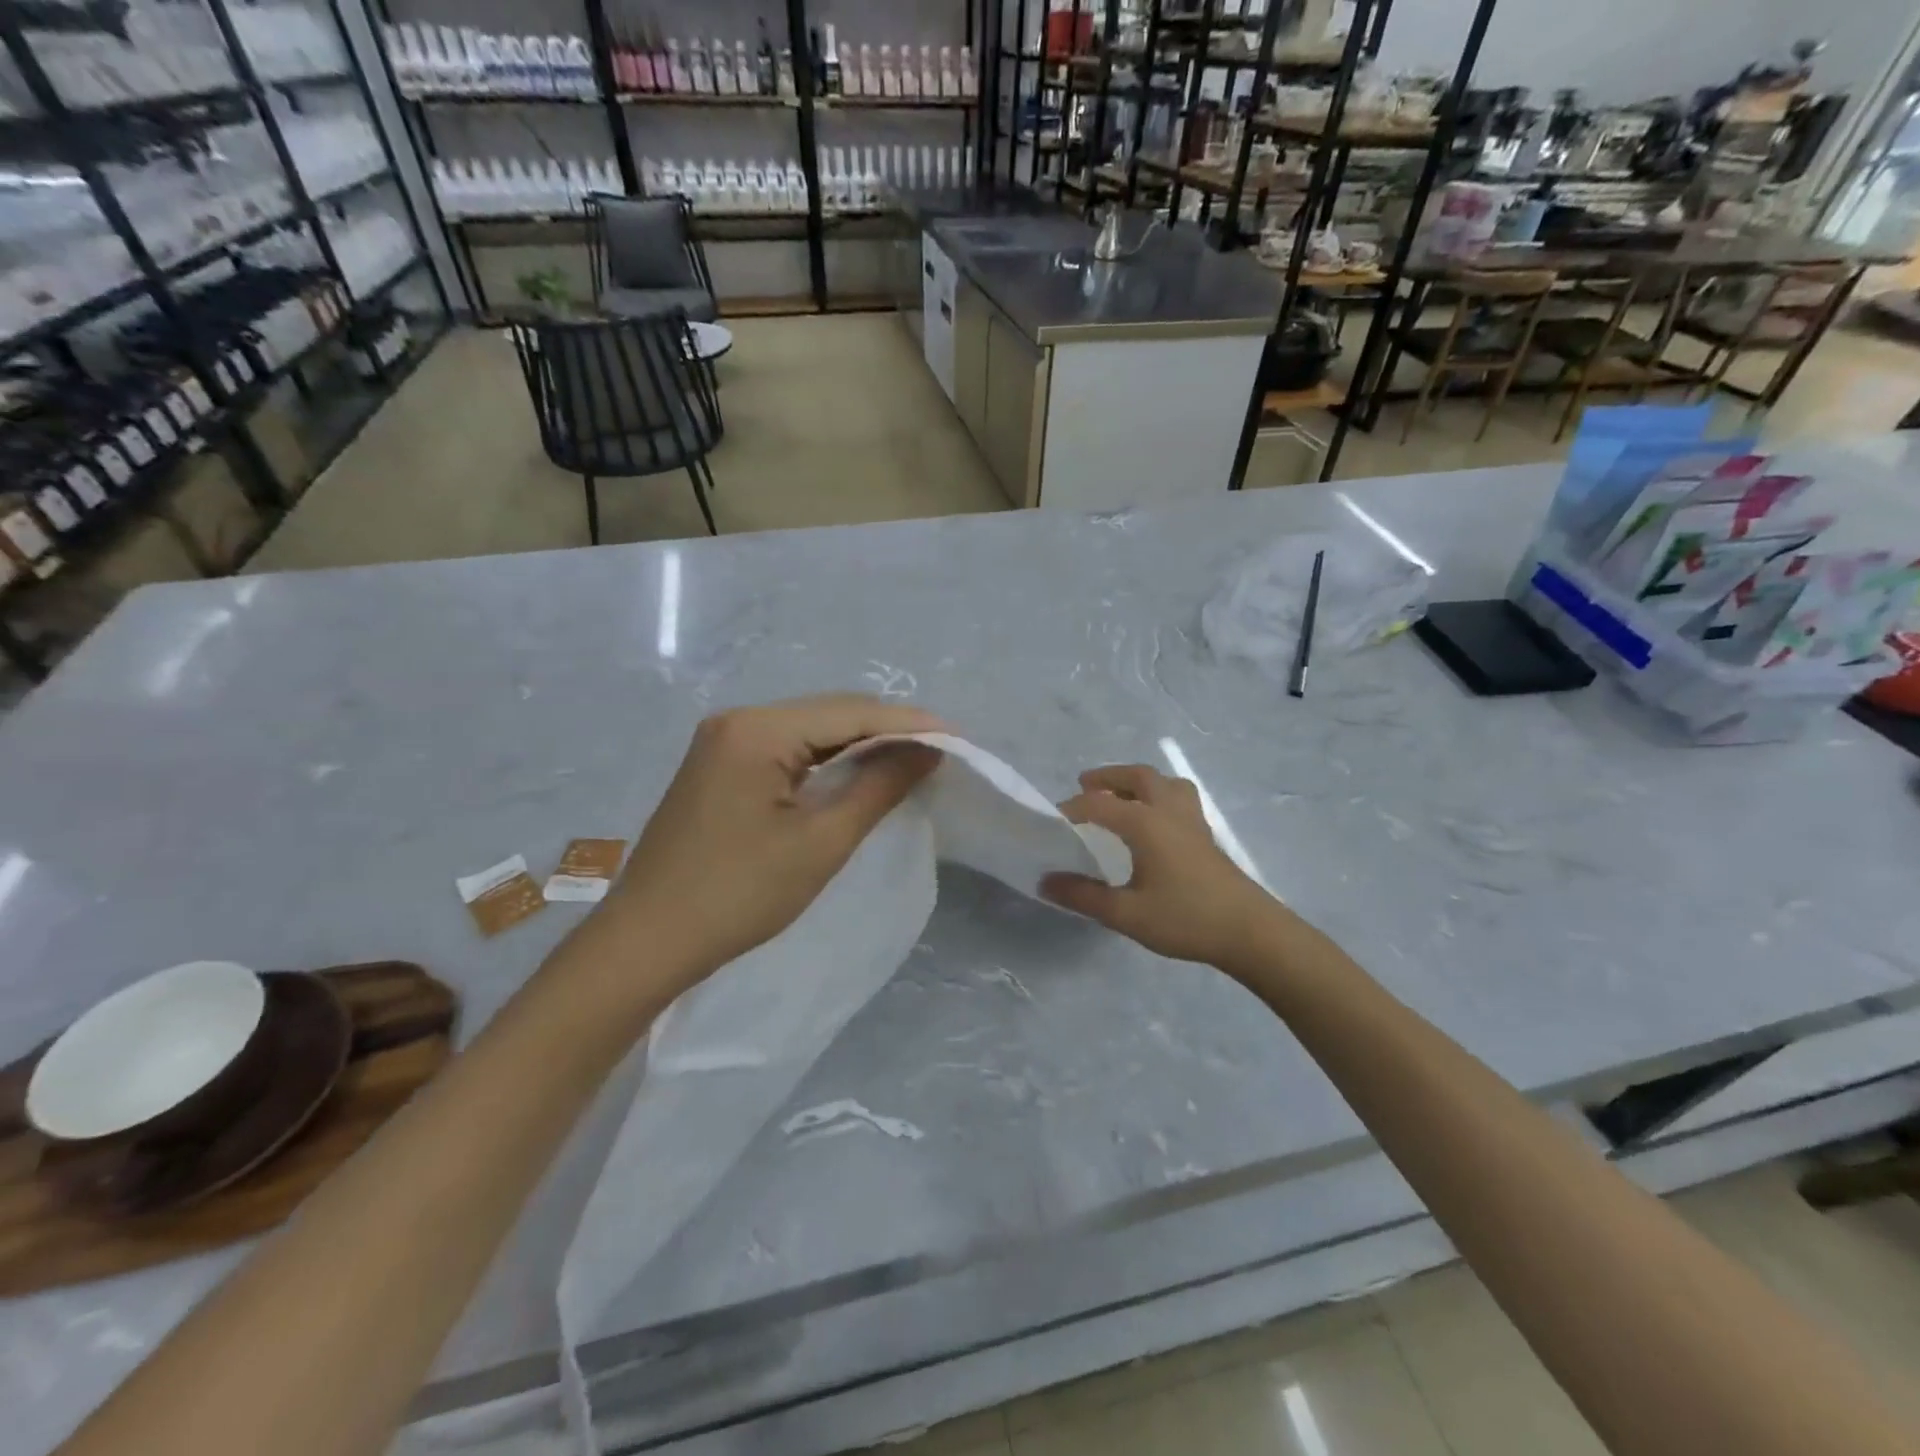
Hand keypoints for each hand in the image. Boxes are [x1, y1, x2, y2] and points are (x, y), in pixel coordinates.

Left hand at [603, 694, 943, 986]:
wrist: (648, 941)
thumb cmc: (738, 895)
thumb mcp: (820, 843)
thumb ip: (878, 788)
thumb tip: (928, 752)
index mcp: (758, 730)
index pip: (850, 713)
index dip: (909, 724)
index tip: (960, 737)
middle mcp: (738, 721)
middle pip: (829, 713)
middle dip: (887, 729)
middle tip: (942, 750)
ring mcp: (725, 742)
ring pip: (810, 731)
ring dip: (860, 744)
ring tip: (912, 758)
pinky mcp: (721, 765)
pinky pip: (788, 750)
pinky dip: (828, 760)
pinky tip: (859, 772)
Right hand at [1042, 764, 1289, 970]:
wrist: (1249, 932)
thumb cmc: (1185, 918)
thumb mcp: (1126, 914)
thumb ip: (1083, 896)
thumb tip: (1045, 882)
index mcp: (1145, 823)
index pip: (1099, 804)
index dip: (1072, 809)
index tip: (1051, 822)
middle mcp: (1168, 810)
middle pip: (1137, 777)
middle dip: (1108, 777)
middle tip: (1084, 785)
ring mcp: (1192, 820)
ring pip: (1164, 782)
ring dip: (1138, 781)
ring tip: (1121, 795)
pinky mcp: (1206, 835)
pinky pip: (1179, 797)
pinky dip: (1159, 794)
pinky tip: (1154, 821)